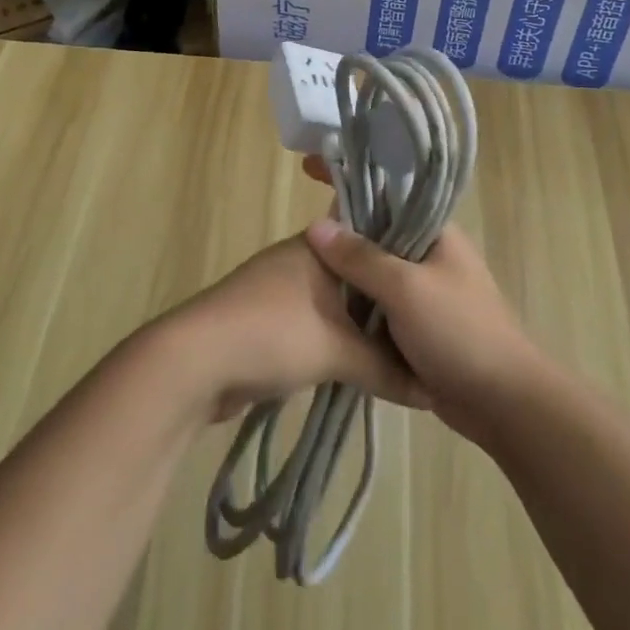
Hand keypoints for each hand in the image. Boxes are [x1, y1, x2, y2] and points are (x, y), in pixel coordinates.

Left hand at [168, 236, 425, 422]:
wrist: (194, 362)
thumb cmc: (272, 334)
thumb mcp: (338, 351)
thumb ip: (386, 368)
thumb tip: (432, 393)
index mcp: (319, 245)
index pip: (371, 237)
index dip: (402, 257)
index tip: (435, 278)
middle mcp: (301, 257)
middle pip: (356, 273)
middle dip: (385, 299)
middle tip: (427, 323)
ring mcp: (280, 287)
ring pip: (334, 301)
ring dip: (359, 324)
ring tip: (402, 347)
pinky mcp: (266, 319)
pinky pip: (315, 322)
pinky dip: (335, 339)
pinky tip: (359, 362)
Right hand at [299, 167, 542, 442]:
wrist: (504, 404)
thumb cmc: (459, 332)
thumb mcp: (406, 289)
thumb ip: (361, 258)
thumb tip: (315, 225)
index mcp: (436, 233)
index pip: (386, 194)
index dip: (350, 182)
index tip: (310, 171)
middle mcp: (431, 256)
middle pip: (377, 234)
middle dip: (342, 233)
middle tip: (297, 232)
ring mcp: (426, 292)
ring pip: (376, 273)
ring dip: (348, 275)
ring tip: (302, 268)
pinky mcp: (420, 327)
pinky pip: (380, 307)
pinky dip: (358, 307)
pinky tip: (327, 310)